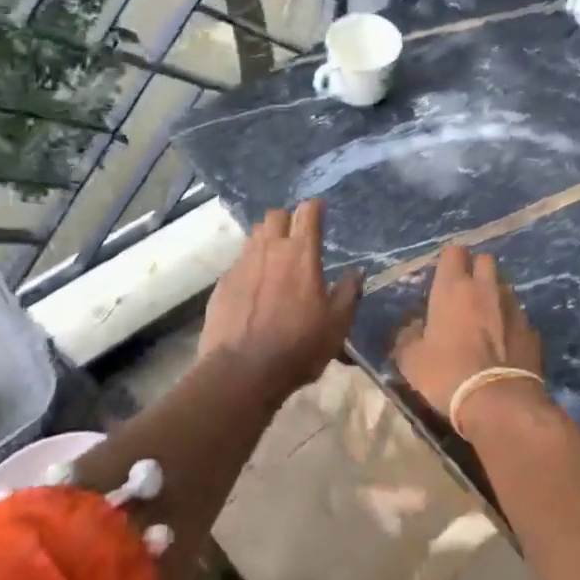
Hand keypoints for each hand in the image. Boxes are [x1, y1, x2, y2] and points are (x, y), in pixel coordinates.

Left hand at [201, 199, 362, 397]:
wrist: (242, 371)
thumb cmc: (298, 347)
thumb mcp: (336, 325)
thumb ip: (348, 293)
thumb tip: (357, 272)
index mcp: (301, 254)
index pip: (307, 212)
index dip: (315, 208)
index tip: (320, 210)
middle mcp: (270, 249)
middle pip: (275, 216)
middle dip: (286, 219)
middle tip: (296, 236)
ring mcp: (242, 264)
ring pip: (254, 236)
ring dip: (267, 240)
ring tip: (275, 260)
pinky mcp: (222, 283)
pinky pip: (239, 263)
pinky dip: (250, 267)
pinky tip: (254, 289)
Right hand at [393, 244, 544, 419]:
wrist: (500, 402)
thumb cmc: (447, 374)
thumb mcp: (411, 360)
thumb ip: (408, 336)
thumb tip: (413, 327)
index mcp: (453, 288)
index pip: (453, 252)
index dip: (448, 261)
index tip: (442, 277)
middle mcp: (486, 288)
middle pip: (485, 260)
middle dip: (475, 270)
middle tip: (464, 294)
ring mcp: (514, 307)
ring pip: (504, 287)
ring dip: (494, 296)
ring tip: (485, 320)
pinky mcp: (532, 330)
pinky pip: (518, 316)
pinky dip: (510, 324)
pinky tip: (503, 345)